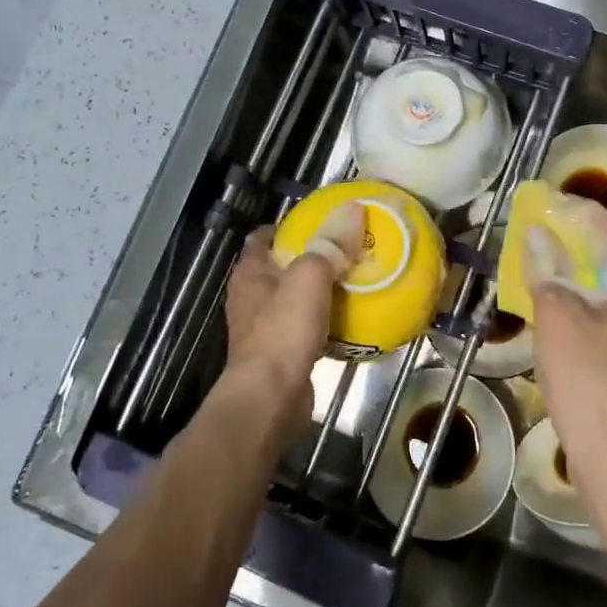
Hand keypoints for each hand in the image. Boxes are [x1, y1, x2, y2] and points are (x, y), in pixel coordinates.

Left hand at [222, 209, 361, 443]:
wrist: (271, 398)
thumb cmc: (283, 330)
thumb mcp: (310, 276)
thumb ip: (330, 244)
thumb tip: (354, 208)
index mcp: (250, 273)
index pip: (263, 237)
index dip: (289, 226)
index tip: (321, 221)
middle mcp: (252, 297)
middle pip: (283, 267)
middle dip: (312, 258)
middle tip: (348, 250)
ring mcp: (264, 328)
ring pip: (296, 299)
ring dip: (321, 291)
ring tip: (356, 281)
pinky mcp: (281, 354)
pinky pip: (306, 328)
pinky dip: (326, 321)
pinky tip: (352, 319)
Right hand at [528, 201, 606, 464]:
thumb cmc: (589, 376)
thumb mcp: (557, 316)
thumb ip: (546, 271)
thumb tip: (537, 236)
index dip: (577, 211)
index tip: (546, 202)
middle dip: (574, 243)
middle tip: (537, 234)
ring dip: (577, 275)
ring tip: (541, 268)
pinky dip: (585, 304)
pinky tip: (558, 311)